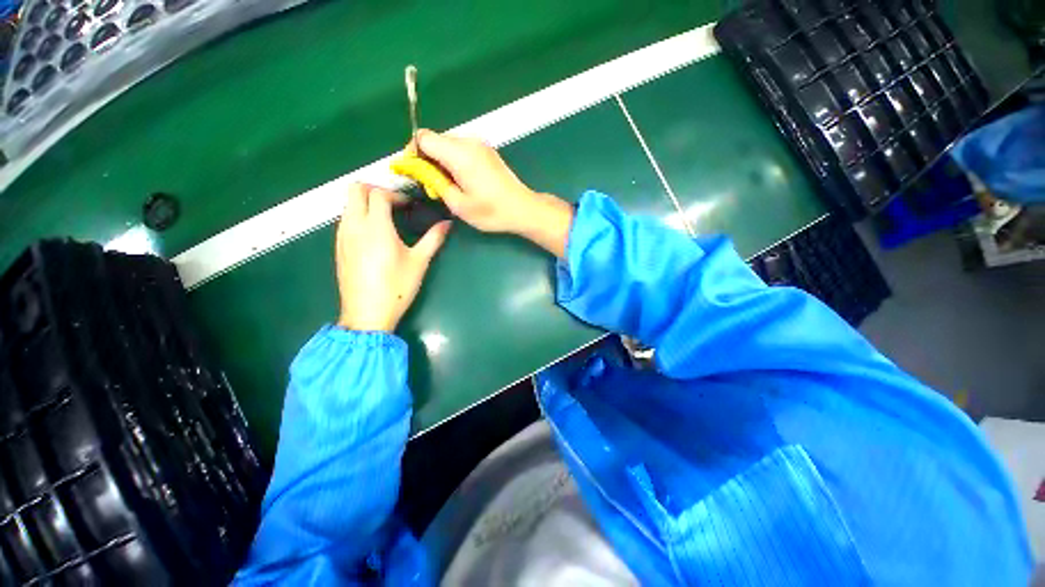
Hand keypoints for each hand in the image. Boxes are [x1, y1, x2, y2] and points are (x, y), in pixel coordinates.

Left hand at [335, 183, 449, 331]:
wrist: (367, 314)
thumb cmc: (397, 287)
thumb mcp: (419, 262)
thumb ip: (433, 238)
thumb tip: (447, 224)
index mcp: (375, 227)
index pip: (378, 194)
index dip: (395, 194)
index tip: (409, 205)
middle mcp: (354, 225)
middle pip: (355, 190)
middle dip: (375, 189)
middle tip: (394, 204)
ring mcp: (342, 236)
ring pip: (348, 204)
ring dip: (366, 203)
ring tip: (386, 219)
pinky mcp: (338, 247)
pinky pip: (345, 220)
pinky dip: (359, 217)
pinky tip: (374, 236)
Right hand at [414, 129, 573, 256]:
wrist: (522, 208)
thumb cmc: (491, 211)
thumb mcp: (458, 205)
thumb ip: (436, 184)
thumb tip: (423, 173)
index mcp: (459, 154)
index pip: (423, 138)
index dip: (413, 152)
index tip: (414, 172)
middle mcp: (469, 142)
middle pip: (436, 139)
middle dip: (427, 158)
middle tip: (431, 184)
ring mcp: (481, 145)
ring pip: (449, 144)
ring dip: (441, 160)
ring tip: (447, 185)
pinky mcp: (488, 151)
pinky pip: (462, 149)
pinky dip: (455, 160)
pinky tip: (461, 180)